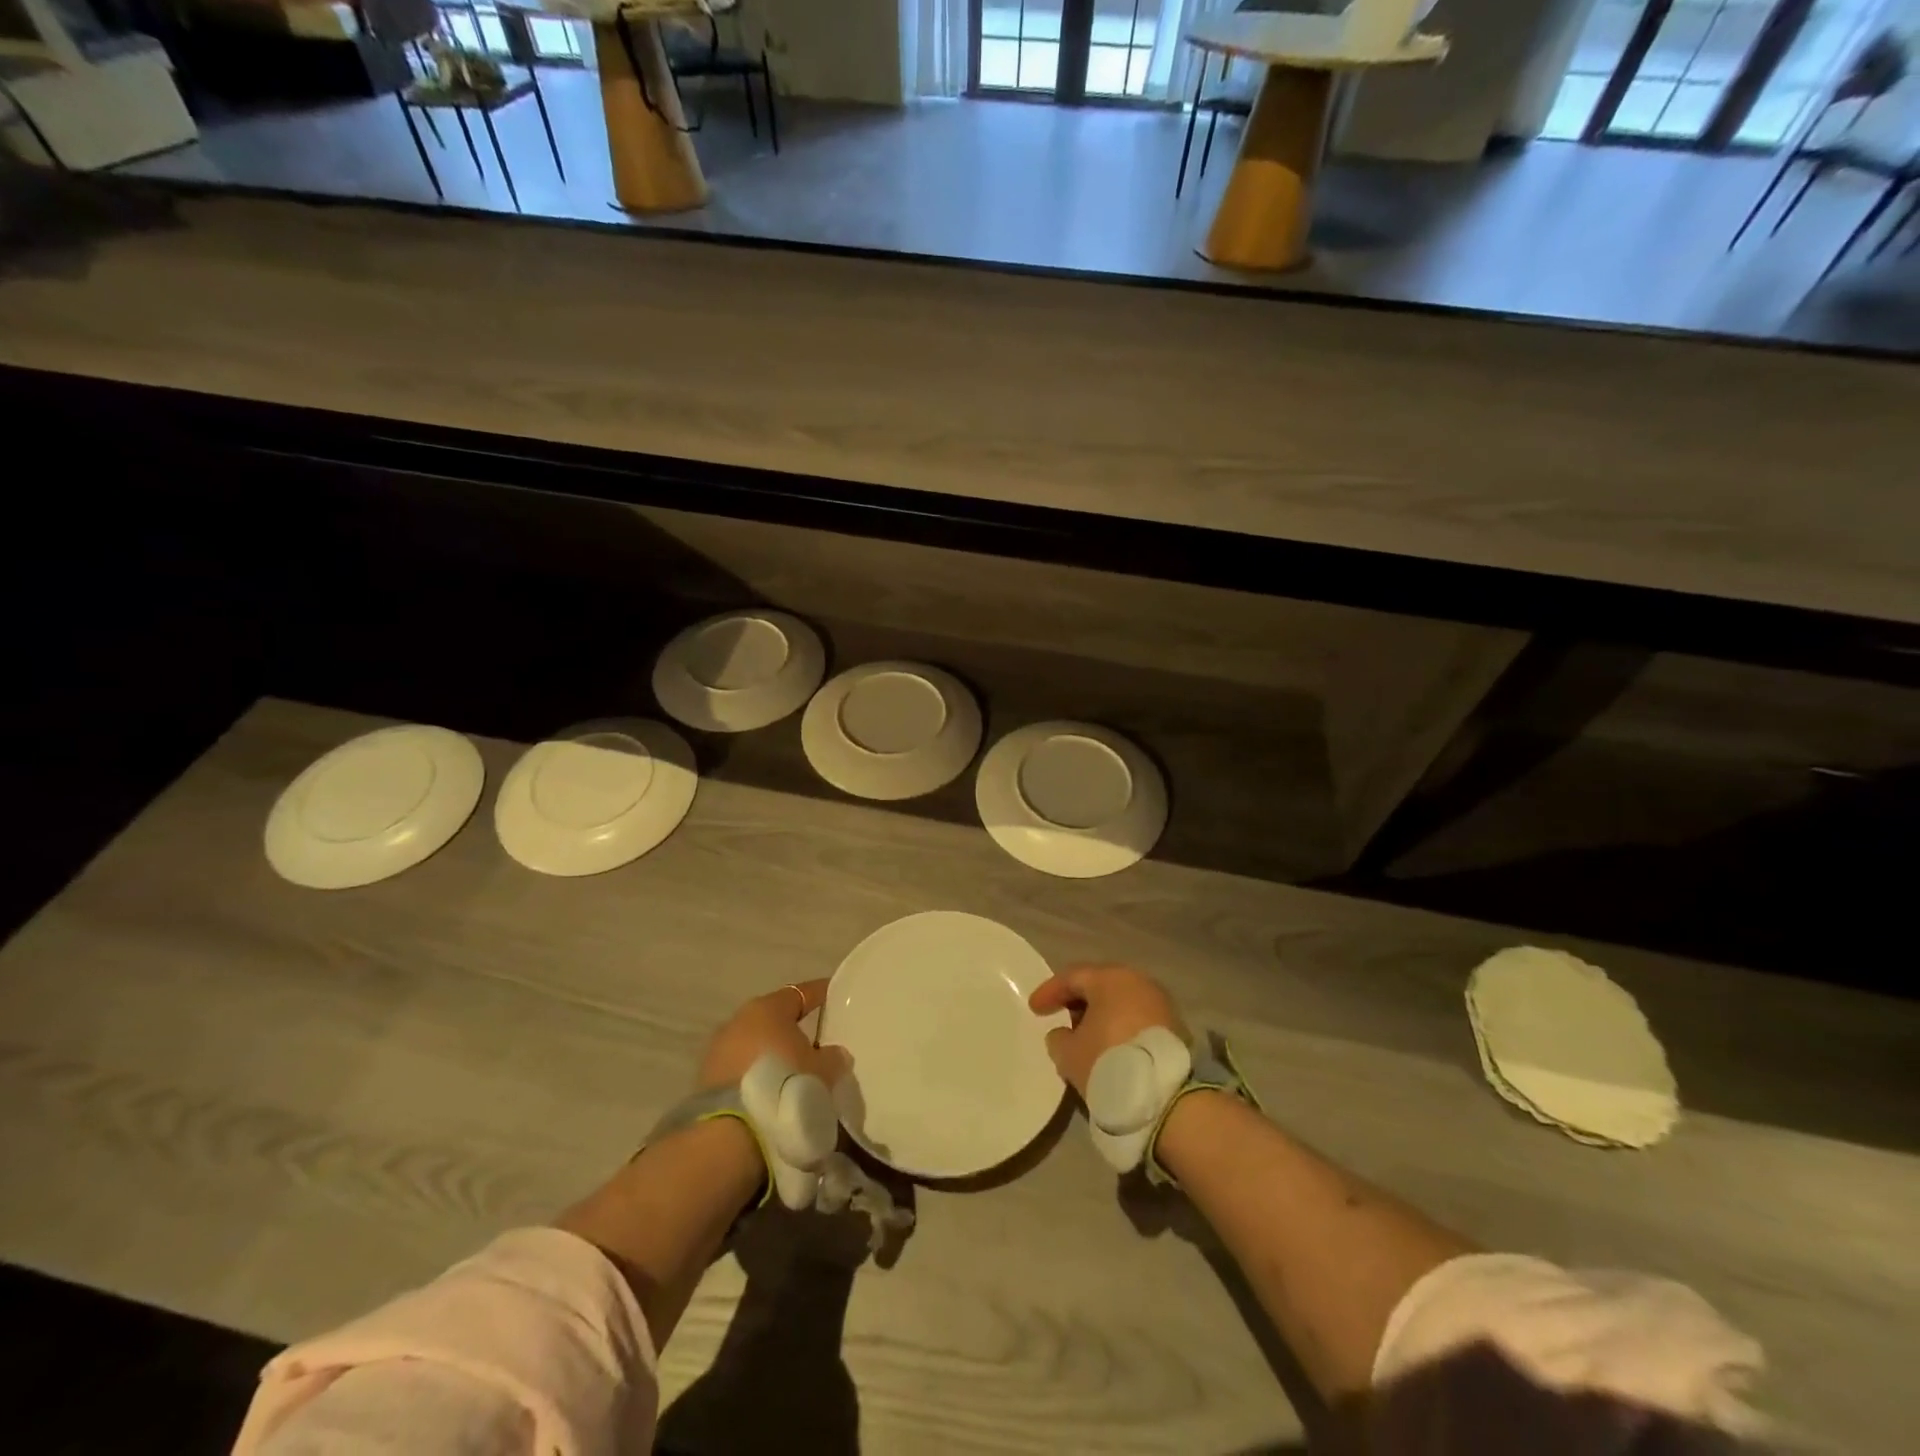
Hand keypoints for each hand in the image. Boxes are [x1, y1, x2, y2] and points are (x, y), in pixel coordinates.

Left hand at [697, 979, 849, 1091]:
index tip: (834, 996)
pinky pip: (739, 1072)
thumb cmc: (784, 1087)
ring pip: (754, 1046)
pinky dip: (756, 1078)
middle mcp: (738, 1021)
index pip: (800, 993)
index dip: (819, 994)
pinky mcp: (705, 1083)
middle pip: (773, 1020)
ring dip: (771, 1056)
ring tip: (792, 1076)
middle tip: (815, 1044)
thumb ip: (832, 1057)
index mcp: (768, 1008)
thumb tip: (834, 1053)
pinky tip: (770, 1094)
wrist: (730, 1137)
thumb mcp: (823, 1072)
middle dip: (792, 1030)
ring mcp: (717, 1052)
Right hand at [1028, 965, 1186, 1096]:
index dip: (1050, 991)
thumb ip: (1058, 1038)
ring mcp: (1161, 1003)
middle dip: (1078, 1001)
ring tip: (1087, 1039)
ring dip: (1102, 1016)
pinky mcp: (1175, 1027)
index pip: (1072, 976)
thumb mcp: (1069, 1054)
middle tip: (1062, 1019)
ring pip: (1121, 1002)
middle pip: (1100, 985)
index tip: (1035, 1009)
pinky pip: (1138, 1019)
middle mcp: (1138, 981)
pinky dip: (1121, 1028)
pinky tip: (1111, 1048)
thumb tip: (1063, 1034)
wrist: (1166, 1097)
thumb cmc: (1109, 1062)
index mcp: (1110, 978)